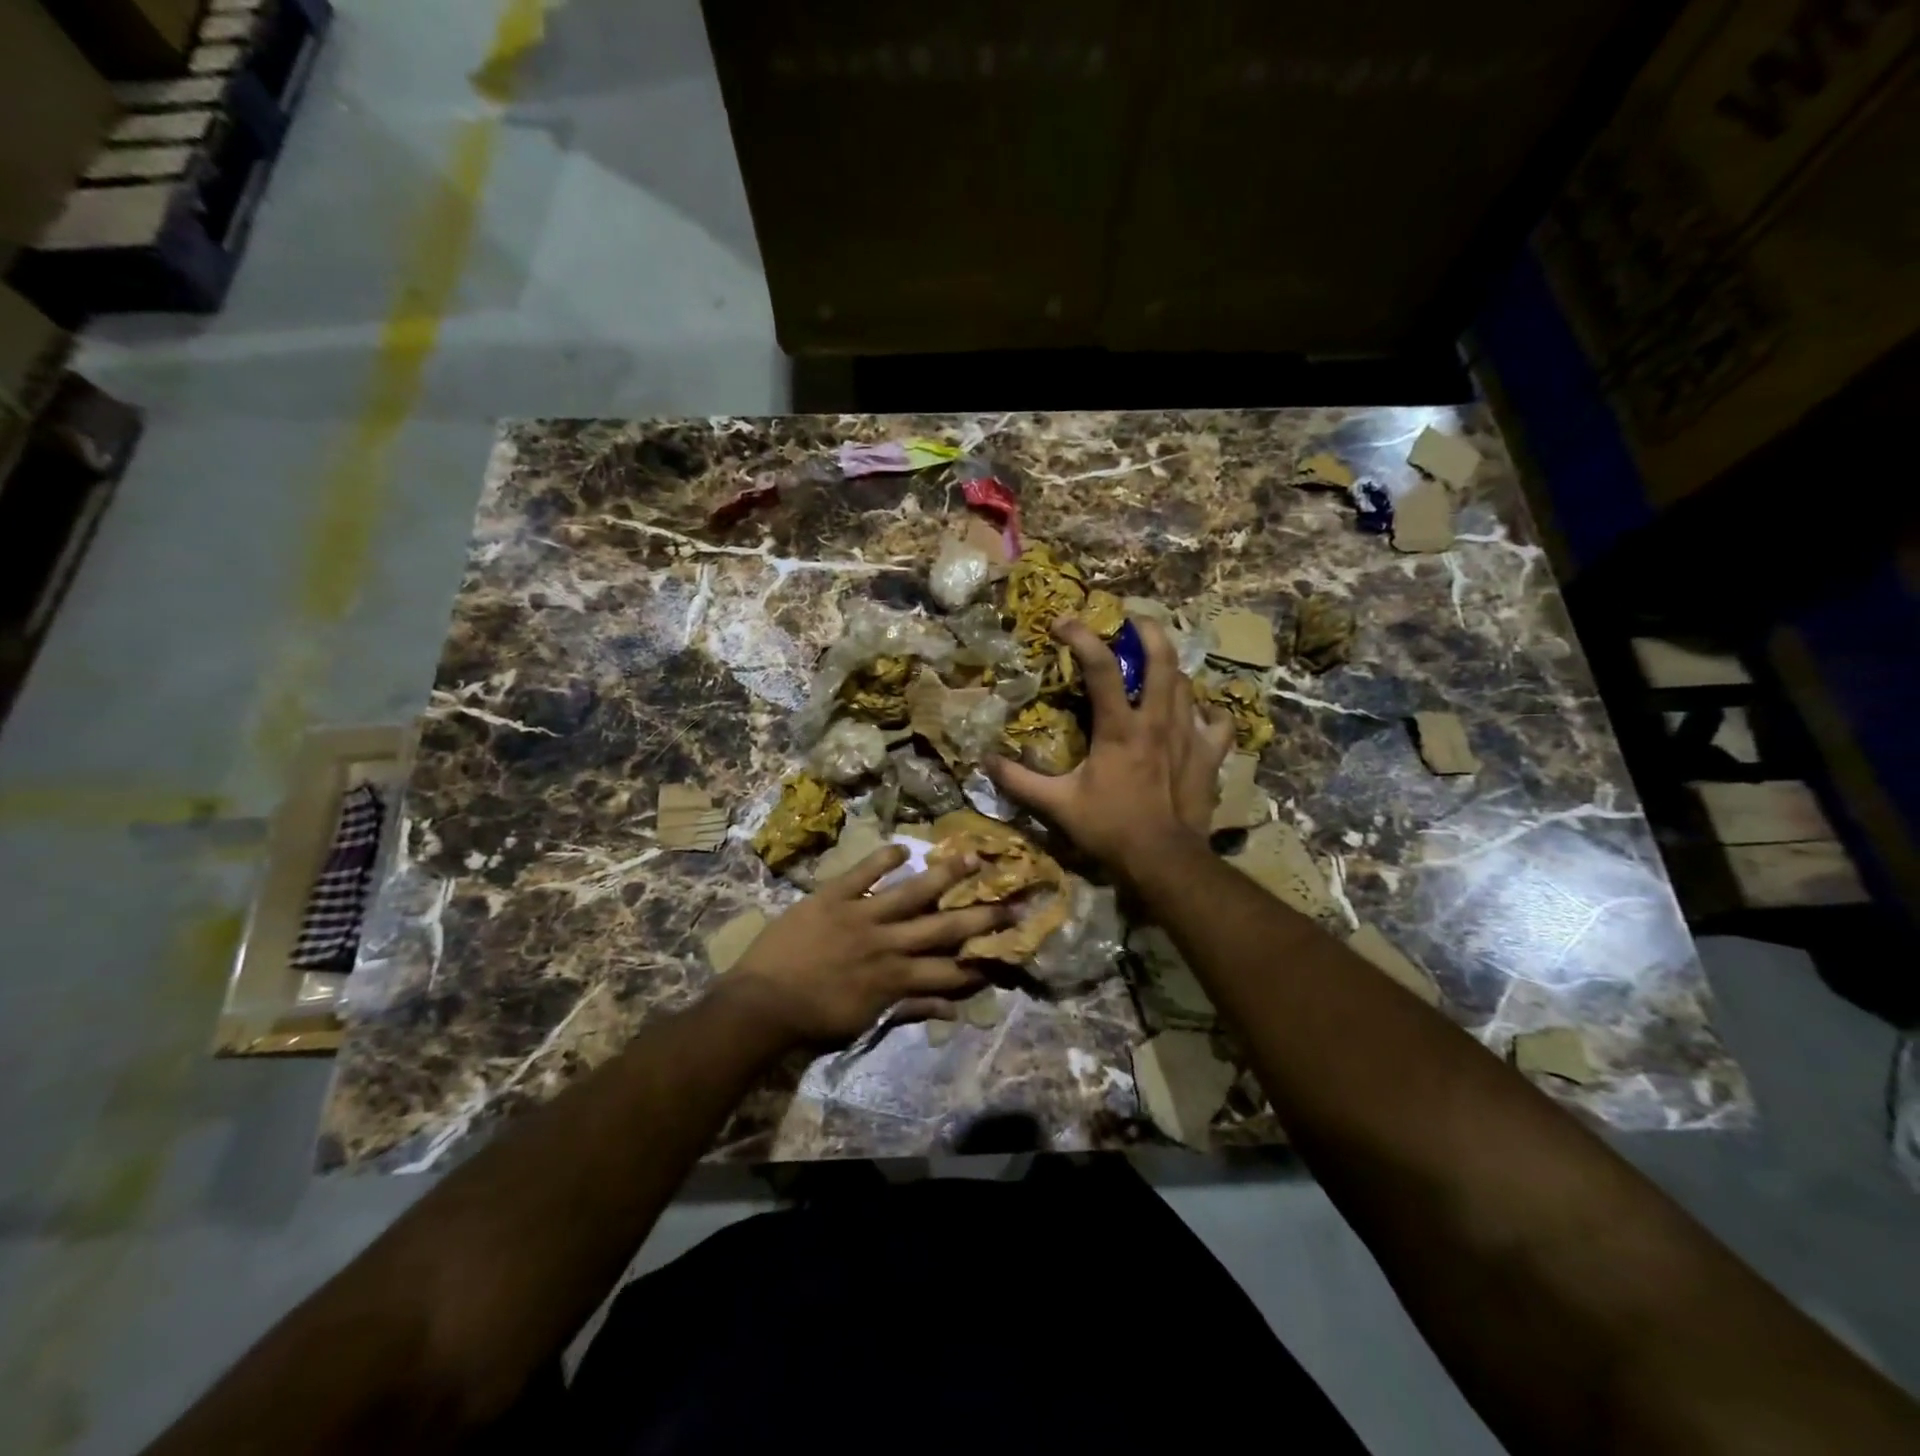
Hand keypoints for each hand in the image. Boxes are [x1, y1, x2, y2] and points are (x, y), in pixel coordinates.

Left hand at [726, 845, 1005, 1046]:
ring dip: (944, 875)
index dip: (981, 960)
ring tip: (973, 857)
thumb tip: (952, 1009)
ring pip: (911, 892)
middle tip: (1013, 900)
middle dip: (981, 915)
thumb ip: (908, 1009)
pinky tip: (904, 845)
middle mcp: (888, 943)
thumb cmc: (813, 1019)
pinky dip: (881, 858)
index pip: (949, 969)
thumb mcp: (864, 1022)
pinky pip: (861, 873)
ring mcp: (861, 916)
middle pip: (943, 927)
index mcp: (896, 978)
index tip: (1008, 948)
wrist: (761, 1005)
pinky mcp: (832, 897)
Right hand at [986, 617, 1233, 882]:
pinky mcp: (1210, 755)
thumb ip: (1020, 781)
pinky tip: (1198, 711)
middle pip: (1162, 658)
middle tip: (1131, 621)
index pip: (1101, 667)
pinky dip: (1209, 710)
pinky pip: (1219, 721)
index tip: (1062, 622)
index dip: (1081, 637)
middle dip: (1147, 630)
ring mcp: (1190, 735)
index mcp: (1120, 728)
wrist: (1164, 860)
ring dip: (1169, 667)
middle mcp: (1158, 721)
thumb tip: (985, 762)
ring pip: (1186, 683)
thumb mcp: (1057, 805)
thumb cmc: (1110, 828)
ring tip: (1155, 662)